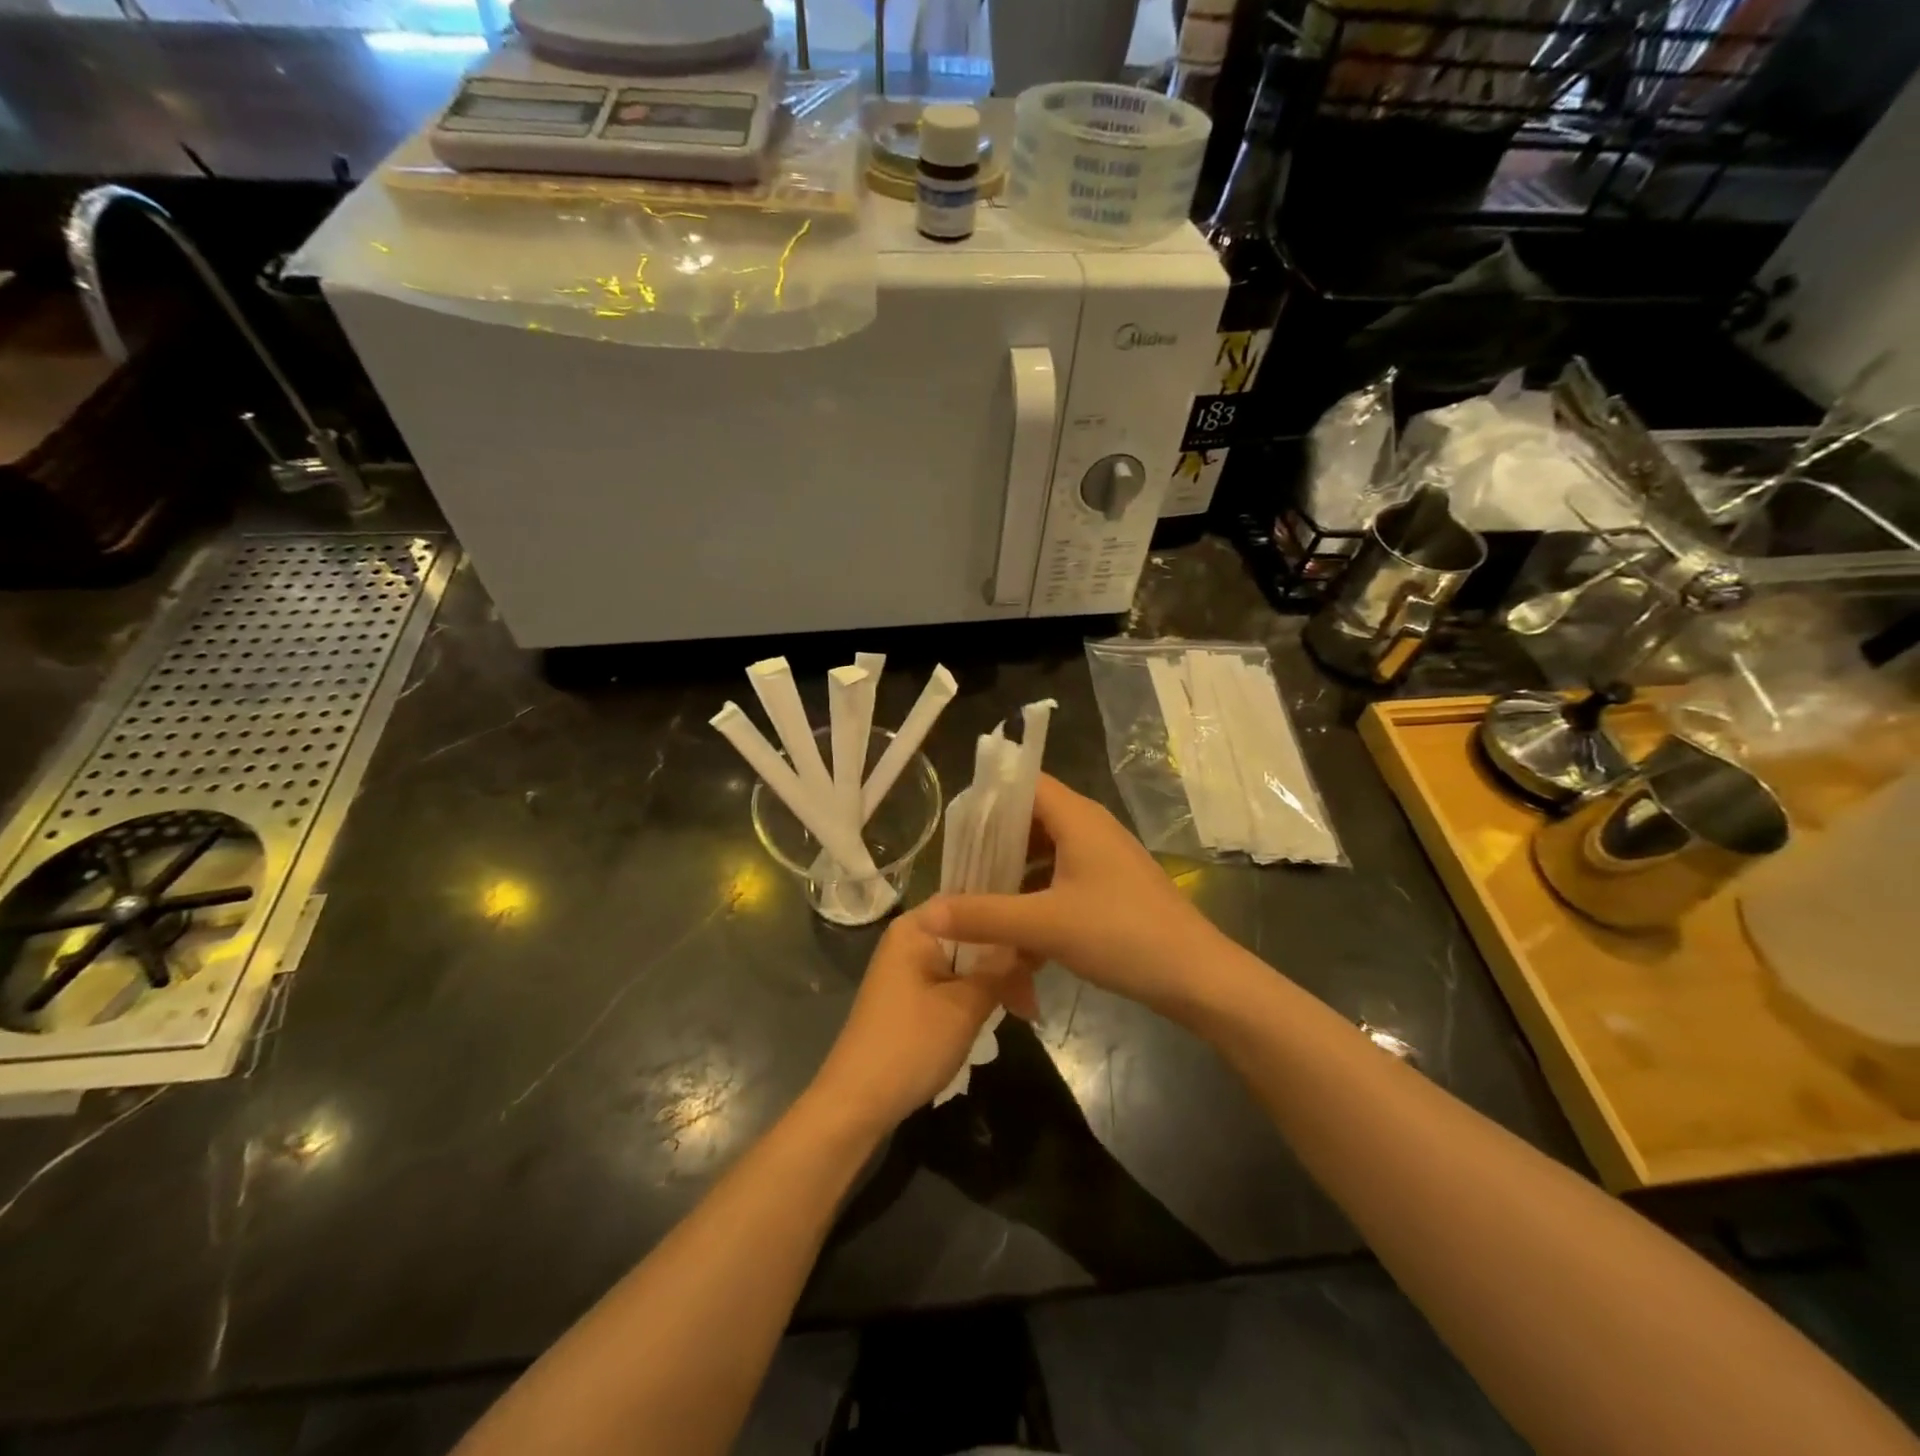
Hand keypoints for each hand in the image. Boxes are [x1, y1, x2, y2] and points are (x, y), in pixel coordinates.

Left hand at [808, 912, 1035, 1135]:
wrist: (857, 1103)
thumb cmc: (911, 1045)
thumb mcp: (965, 1006)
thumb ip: (1002, 970)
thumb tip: (1034, 943)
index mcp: (916, 927)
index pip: (971, 901)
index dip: (1008, 916)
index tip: (1042, 937)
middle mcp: (910, 939)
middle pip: (969, 933)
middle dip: (1006, 956)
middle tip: (1040, 982)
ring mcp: (909, 968)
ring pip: (965, 960)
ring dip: (995, 978)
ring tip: (1028, 1005)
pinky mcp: (911, 995)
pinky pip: (953, 980)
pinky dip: (977, 992)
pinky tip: (1003, 1008)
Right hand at [919, 775, 1229, 1016]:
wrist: (1197, 977)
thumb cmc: (1121, 935)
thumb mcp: (1044, 925)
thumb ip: (983, 916)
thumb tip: (927, 913)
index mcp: (1076, 818)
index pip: (1022, 784)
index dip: (986, 799)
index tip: (954, 827)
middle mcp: (1090, 827)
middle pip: (1029, 819)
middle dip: (992, 843)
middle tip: (957, 869)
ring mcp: (1103, 858)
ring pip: (1045, 853)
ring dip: (1013, 873)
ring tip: (977, 899)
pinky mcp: (1111, 887)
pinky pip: (1061, 878)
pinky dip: (1036, 896)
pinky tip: (1016, 930)